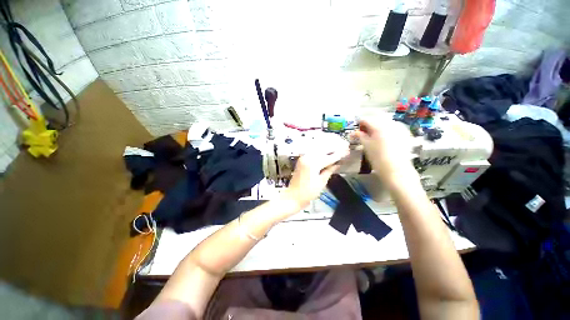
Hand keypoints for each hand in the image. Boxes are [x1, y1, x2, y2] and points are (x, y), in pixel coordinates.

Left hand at [281, 150, 348, 211]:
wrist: (293, 197)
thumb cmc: (308, 193)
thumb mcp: (321, 182)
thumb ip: (329, 170)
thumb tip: (338, 163)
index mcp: (313, 163)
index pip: (329, 157)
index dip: (339, 154)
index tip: (347, 150)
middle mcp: (307, 157)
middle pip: (323, 150)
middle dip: (334, 149)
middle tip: (344, 146)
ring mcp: (303, 158)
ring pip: (318, 150)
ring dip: (327, 149)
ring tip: (337, 148)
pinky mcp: (301, 160)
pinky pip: (313, 153)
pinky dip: (320, 152)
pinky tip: (326, 152)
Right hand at [352, 116, 418, 186]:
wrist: (396, 169)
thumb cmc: (378, 158)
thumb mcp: (366, 146)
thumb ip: (360, 136)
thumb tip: (354, 132)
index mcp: (378, 126)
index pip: (365, 120)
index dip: (360, 125)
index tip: (357, 132)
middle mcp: (390, 123)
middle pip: (376, 118)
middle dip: (369, 124)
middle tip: (365, 134)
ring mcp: (399, 128)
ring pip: (386, 122)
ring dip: (378, 126)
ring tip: (375, 136)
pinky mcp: (405, 133)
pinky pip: (394, 127)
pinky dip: (387, 129)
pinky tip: (385, 138)